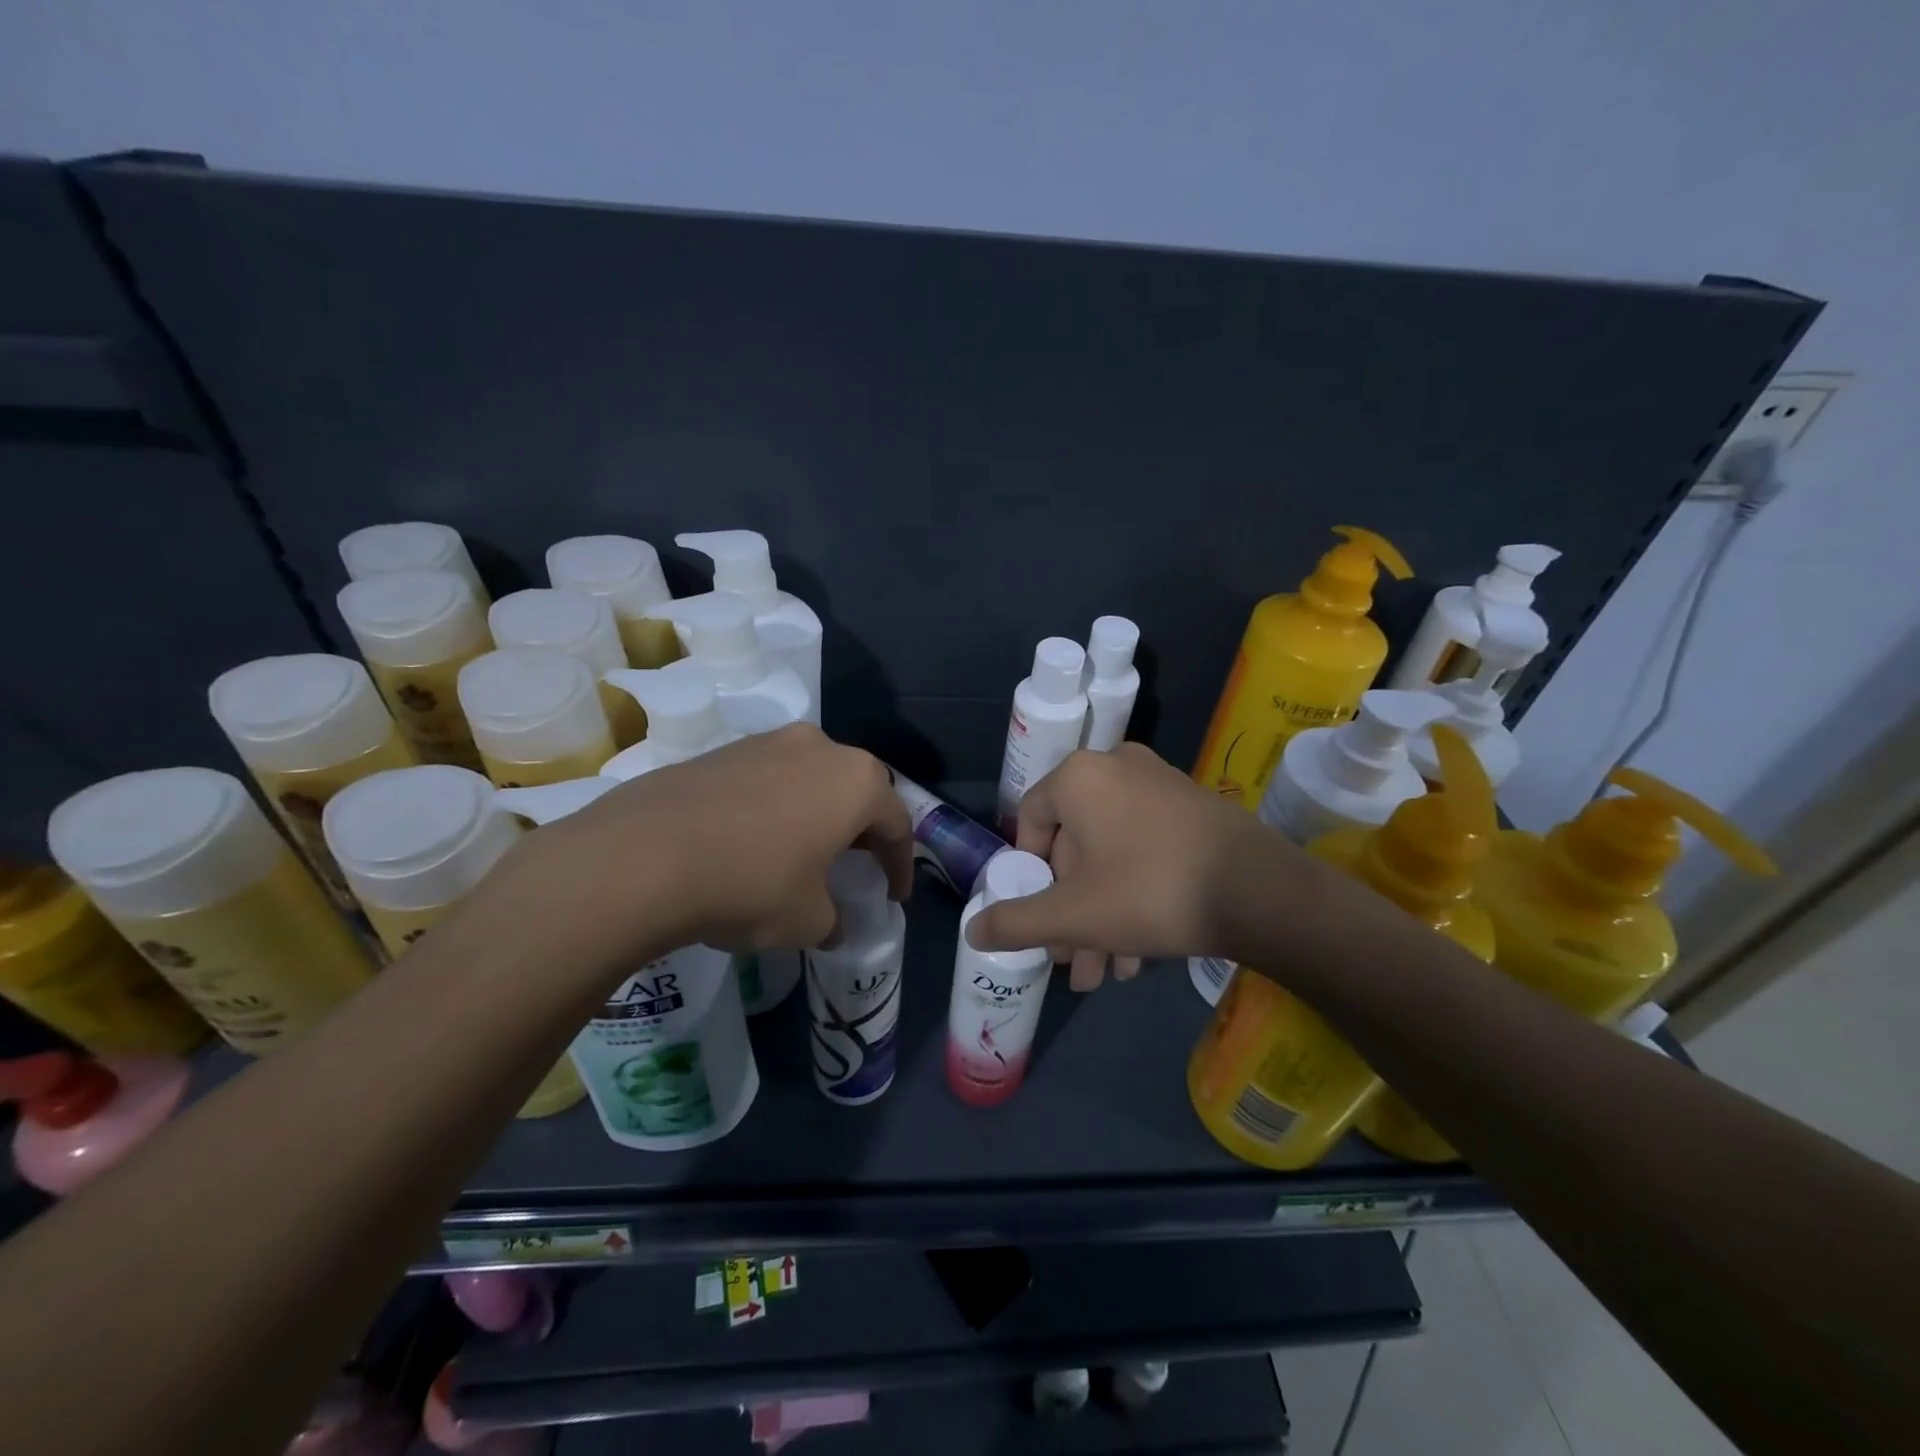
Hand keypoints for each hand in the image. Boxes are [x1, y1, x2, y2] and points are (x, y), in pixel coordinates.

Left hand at [510, 724, 913, 961]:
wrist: (644, 856)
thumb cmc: (750, 885)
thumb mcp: (808, 921)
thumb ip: (834, 920)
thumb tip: (831, 922)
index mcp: (857, 783)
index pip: (897, 824)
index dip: (900, 865)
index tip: (894, 896)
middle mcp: (821, 749)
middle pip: (857, 790)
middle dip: (861, 830)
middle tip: (855, 865)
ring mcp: (769, 743)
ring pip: (812, 779)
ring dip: (817, 813)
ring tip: (804, 851)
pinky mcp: (724, 750)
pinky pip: (769, 778)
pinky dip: (776, 806)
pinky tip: (755, 840)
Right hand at [967, 744, 1302, 989]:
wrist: (1262, 891)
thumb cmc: (1150, 891)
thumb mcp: (1073, 916)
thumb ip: (1015, 922)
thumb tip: (973, 929)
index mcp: (1080, 777)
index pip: (1030, 821)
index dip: (1029, 875)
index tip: (1041, 916)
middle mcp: (1117, 767)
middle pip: (1075, 847)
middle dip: (1072, 911)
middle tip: (1075, 961)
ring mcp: (1160, 783)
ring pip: (1112, 854)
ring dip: (1104, 914)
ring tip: (1109, 973)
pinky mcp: (1193, 806)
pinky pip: (1145, 847)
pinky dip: (1135, 893)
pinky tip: (1141, 952)